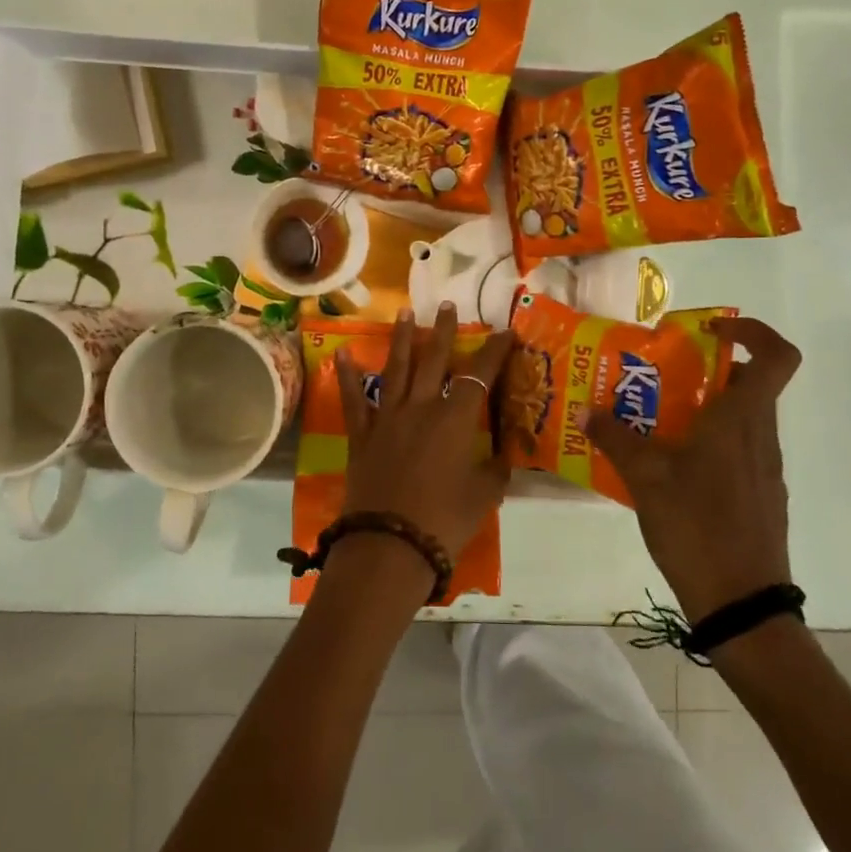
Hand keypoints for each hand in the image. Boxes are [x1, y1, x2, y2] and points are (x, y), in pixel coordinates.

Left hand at [335, 303, 511, 560]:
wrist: (389, 546)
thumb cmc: (444, 521)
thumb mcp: (483, 496)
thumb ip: (495, 470)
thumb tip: (505, 455)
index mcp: (454, 420)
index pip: (479, 375)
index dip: (494, 352)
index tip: (506, 332)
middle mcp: (420, 408)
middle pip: (434, 360)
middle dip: (444, 331)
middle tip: (448, 306)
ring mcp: (387, 419)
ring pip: (396, 369)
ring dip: (402, 339)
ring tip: (404, 312)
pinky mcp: (362, 436)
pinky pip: (354, 400)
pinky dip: (348, 376)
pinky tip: (344, 353)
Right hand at [585, 317, 801, 621]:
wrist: (741, 604)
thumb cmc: (697, 528)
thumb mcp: (645, 479)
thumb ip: (615, 439)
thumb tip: (588, 411)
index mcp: (741, 420)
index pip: (776, 356)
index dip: (752, 331)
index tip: (709, 331)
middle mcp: (761, 436)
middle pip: (748, 384)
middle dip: (706, 371)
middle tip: (660, 376)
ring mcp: (764, 469)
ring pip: (741, 418)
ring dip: (703, 408)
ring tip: (653, 421)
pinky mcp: (760, 495)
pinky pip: (737, 450)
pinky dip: (708, 443)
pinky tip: (669, 467)